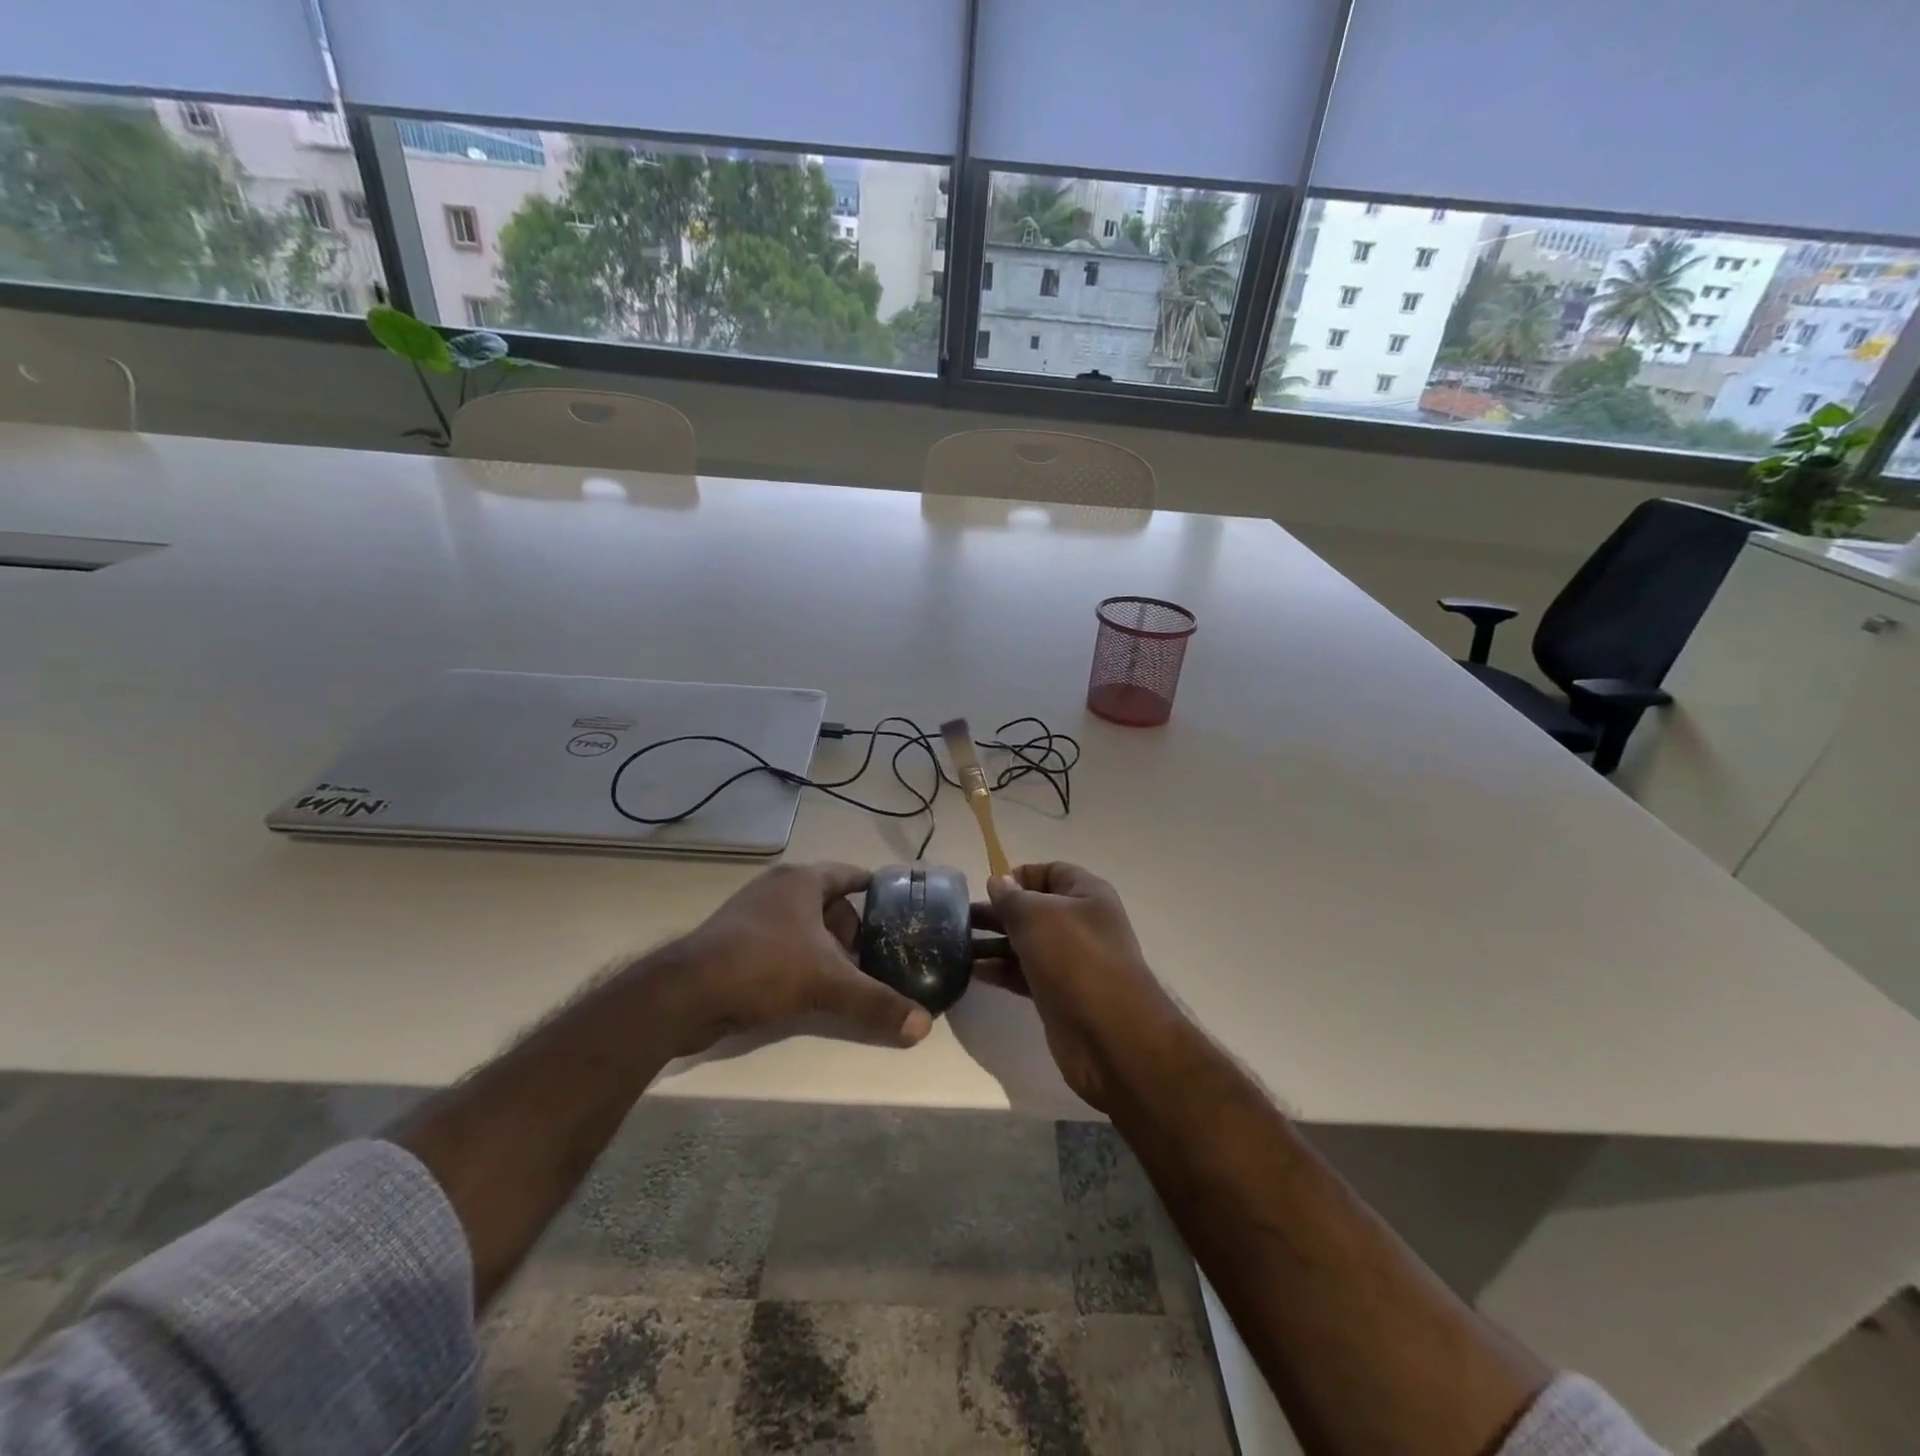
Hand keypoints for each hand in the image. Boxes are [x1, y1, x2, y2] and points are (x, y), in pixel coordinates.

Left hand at [660, 862, 932, 1056]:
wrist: (685, 993)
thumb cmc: (764, 967)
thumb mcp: (828, 983)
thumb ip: (877, 1003)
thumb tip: (923, 1027)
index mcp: (802, 881)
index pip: (849, 874)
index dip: (874, 888)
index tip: (897, 906)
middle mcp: (776, 889)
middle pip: (828, 903)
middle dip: (851, 930)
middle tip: (870, 958)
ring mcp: (751, 913)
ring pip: (803, 925)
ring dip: (824, 948)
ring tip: (842, 977)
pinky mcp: (732, 941)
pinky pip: (780, 943)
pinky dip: (798, 958)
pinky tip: (805, 988)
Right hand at [971, 862, 1176, 1111]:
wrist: (1109, 1034)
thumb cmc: (1075, 959)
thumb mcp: (1037, 916)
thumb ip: (1012, 897)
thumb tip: (999, 882)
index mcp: (1086, 894)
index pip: (1050, 872)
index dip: (1019, 876)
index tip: (988, 889)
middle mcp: (1080, 923)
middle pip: (1033, 909)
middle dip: (998, 911)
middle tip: (959, 919)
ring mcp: (1070, 961)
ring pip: (1025, 943)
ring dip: (993, 943)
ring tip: (956, 946)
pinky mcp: (1058, 993)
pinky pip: (1024, 973)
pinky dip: (1001, 970)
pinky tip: (973, 971)